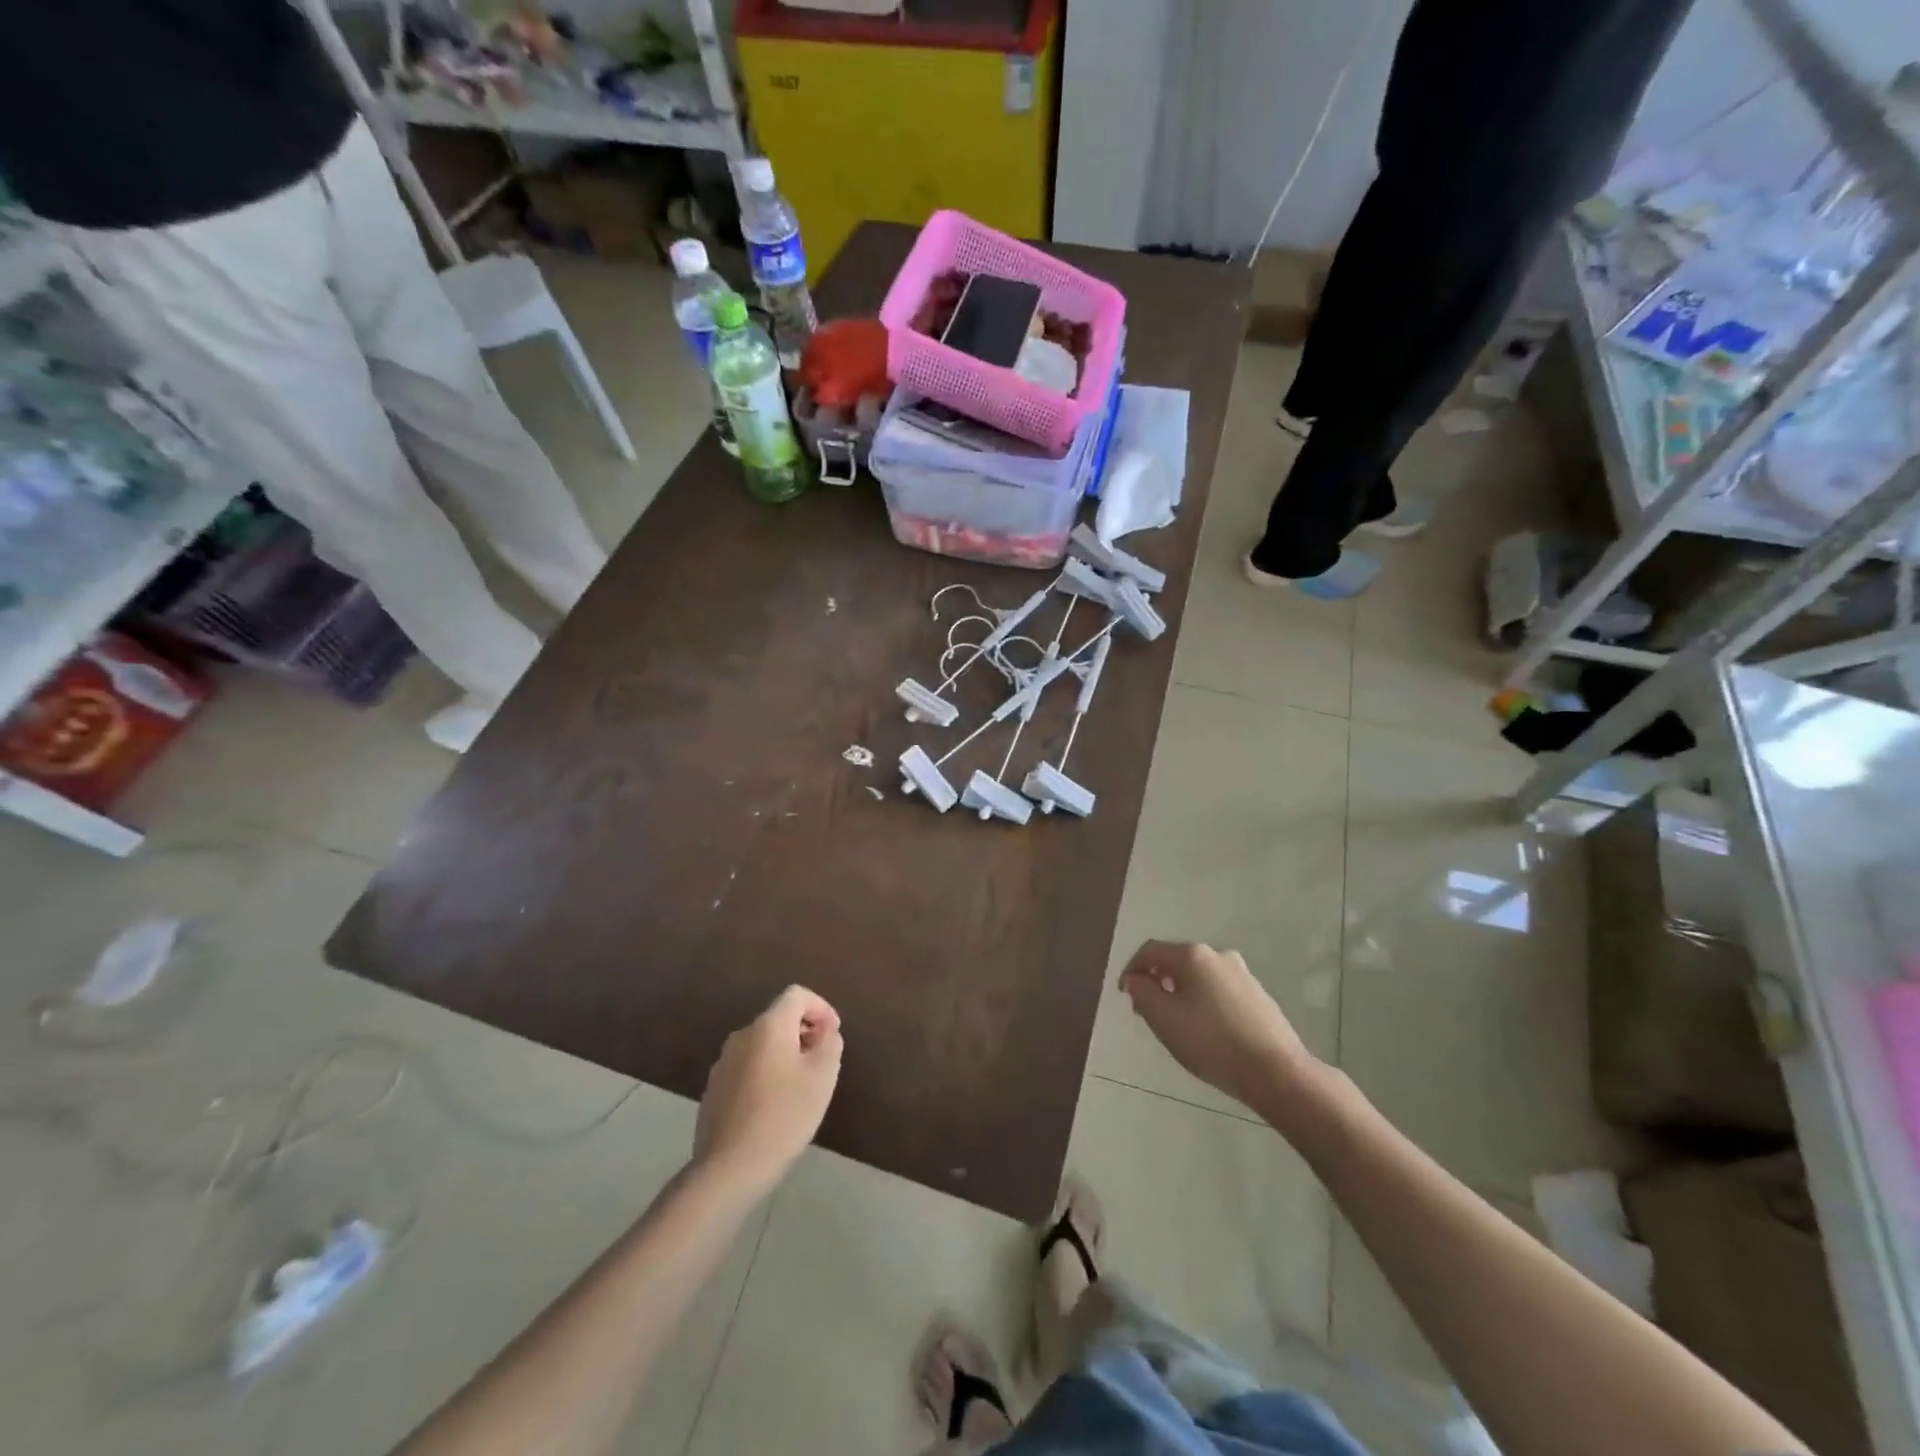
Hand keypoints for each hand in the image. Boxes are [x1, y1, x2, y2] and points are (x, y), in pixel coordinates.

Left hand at [695, 986, 842, 1195]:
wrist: (729, 1169)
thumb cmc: (784, 1116)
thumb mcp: (822, 1077)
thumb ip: (830, 1043)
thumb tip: (825, 1031)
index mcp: (768, 1027)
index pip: (797, 995)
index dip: (821, 1008)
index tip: (833, 1034)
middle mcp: (742, 1036)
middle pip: (778, 1019)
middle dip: (804, 1032)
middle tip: (822, 1061)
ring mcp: (723, 1064)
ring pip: (762, 1045)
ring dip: (785, 1054)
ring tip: (801, 1086)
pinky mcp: (714, 1090)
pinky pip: (747, 1068)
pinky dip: (766, 1073)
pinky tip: (775, 1107)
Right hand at [1117, 940, 1316, 1115]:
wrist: (1277, 1073)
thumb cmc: (1212, 1043)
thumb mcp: (1164, 1019)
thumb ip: (1142, 993)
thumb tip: (1135, 979)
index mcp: (1193, 955)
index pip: (1150, 951)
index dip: (1132, 969)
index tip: (1124, 995)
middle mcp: (1218, 955)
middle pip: (1176, 961)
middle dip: (1156, 982)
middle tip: (1146, 1011)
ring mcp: (1242, 975)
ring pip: (1199, 977)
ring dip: (1180, 993)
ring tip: (1174, 1023)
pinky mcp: (1258, 996)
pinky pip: (1219, 991)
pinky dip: (1202, 1002)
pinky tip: (1205, 1031)